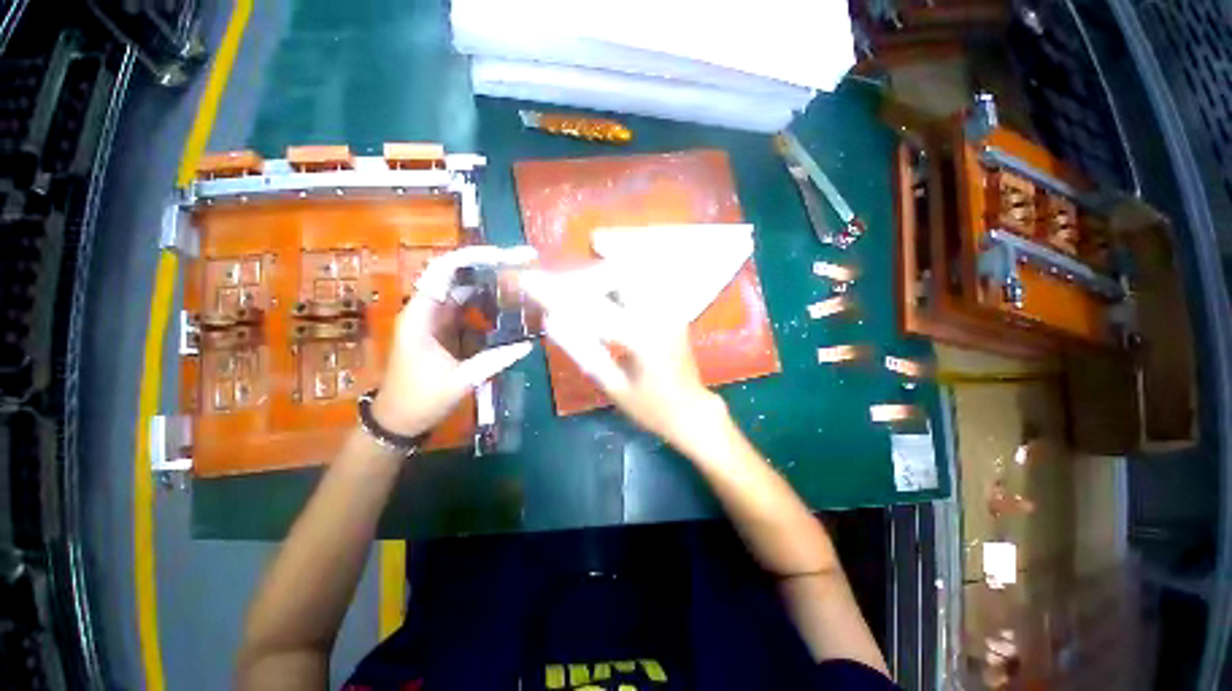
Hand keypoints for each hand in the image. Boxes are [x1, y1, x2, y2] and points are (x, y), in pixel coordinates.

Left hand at [371, 246, 536, 436]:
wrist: (399, 420)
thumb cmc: (421, 399)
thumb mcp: (462, 380)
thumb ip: (495, 360)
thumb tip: (528, 344)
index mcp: (421, 316)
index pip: (442, 272)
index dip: (470, 258)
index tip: (501, 255)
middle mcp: (426, 311)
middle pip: (456, 277)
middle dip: (486, 268)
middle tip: (519, 265)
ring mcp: (435, 321)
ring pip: (463, 293)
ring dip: (488, 286)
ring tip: (518, 281)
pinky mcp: (443, 331)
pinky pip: (466, 311)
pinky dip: (486, 306)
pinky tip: (506, 307)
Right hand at [519, 265, 729, 449]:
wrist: (692, 410)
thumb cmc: (652, 407)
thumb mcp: (614, 387)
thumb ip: (584, 352)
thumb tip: (554, 321)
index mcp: (642, 337)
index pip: (591, 307)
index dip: (556, 293)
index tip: (530, 281)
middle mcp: (659, 314)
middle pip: (620, 272)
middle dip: (588, 272)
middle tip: (564, 283)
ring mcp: (670, 309)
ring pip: (636, 271)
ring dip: (607, 270)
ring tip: (585, 277)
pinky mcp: (674, 310)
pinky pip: (647, 281)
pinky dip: (625, 276)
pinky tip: (611, 285)